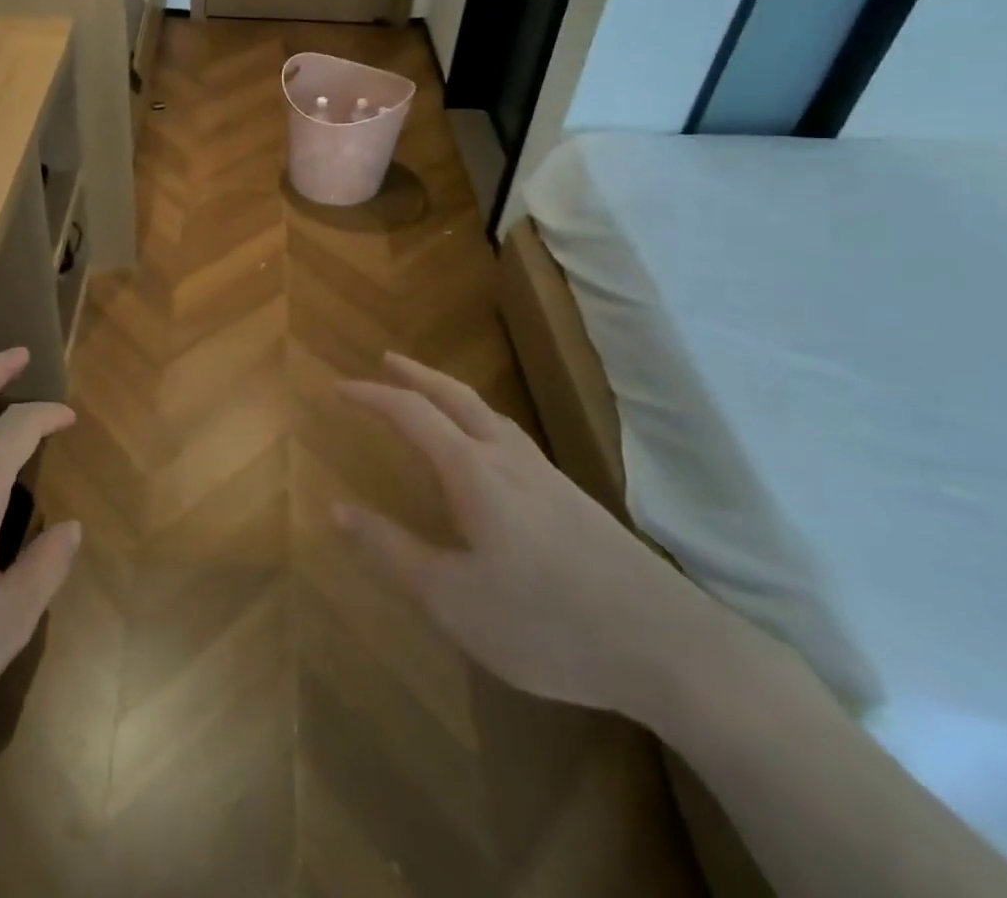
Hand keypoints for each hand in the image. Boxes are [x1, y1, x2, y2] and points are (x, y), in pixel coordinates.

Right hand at [333, 353, 714, 717]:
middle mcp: (508, 458)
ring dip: (451, 393)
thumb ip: (390, 551)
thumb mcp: (452, 599)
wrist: (670, 648)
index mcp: (473, 471)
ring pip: (490, 413)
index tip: (338, 387)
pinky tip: (491, 451)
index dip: (371, 396)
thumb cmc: (547, 623)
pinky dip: (482, 420)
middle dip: (416, 374)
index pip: (411, 413)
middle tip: (386, 358)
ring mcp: (547, 476)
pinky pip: (513, 437)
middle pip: (456, 396)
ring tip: (432, 394)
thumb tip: (336, 508)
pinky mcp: (574, 500)